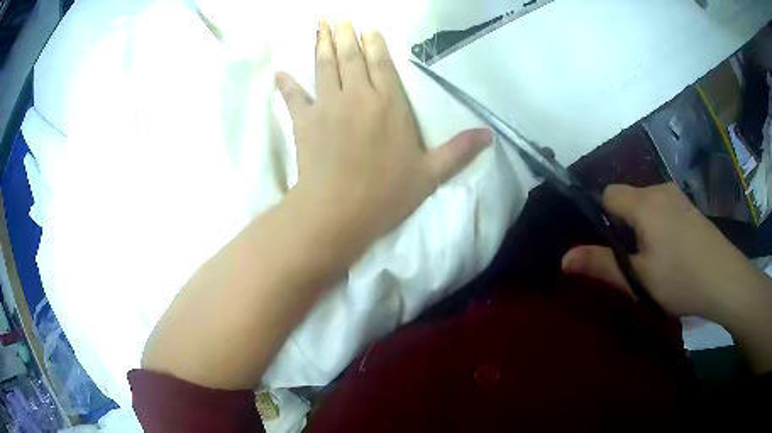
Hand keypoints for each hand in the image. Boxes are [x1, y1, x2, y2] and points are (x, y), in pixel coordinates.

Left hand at [275, 20, 490, 251]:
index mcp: (389, 104)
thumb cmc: (387, 194)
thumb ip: (459, 150)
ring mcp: (328, 106)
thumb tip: (489, 135)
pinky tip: (280, 72)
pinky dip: (286, 84)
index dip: (373, 42)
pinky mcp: (305, 122)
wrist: (339, 211)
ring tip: (320, 24)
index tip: (367, 26)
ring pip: (325, 67)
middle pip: (350, 57)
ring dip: (322, 44)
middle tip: (337, 15)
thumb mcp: (431, 174)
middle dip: (345, 33)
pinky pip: (294, 97)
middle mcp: (358, 96)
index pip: (381, 63)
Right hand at [561, 183, 769, 320]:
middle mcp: (659, 189)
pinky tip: (672, 250)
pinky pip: (662, 207)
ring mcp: (677, 196)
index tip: (612, 247)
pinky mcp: (689, 205)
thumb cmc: (681, 279)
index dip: (602, 218)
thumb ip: (601, 265)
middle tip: (634, 260)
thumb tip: (563, 258)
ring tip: (654, 259)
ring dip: (642, 226)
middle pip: (627, 198)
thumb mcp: (639, 279)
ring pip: (645, 204)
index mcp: (644, 203)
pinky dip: (658, 224)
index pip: (608, 194)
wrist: (725, 279)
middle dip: (623, 225)